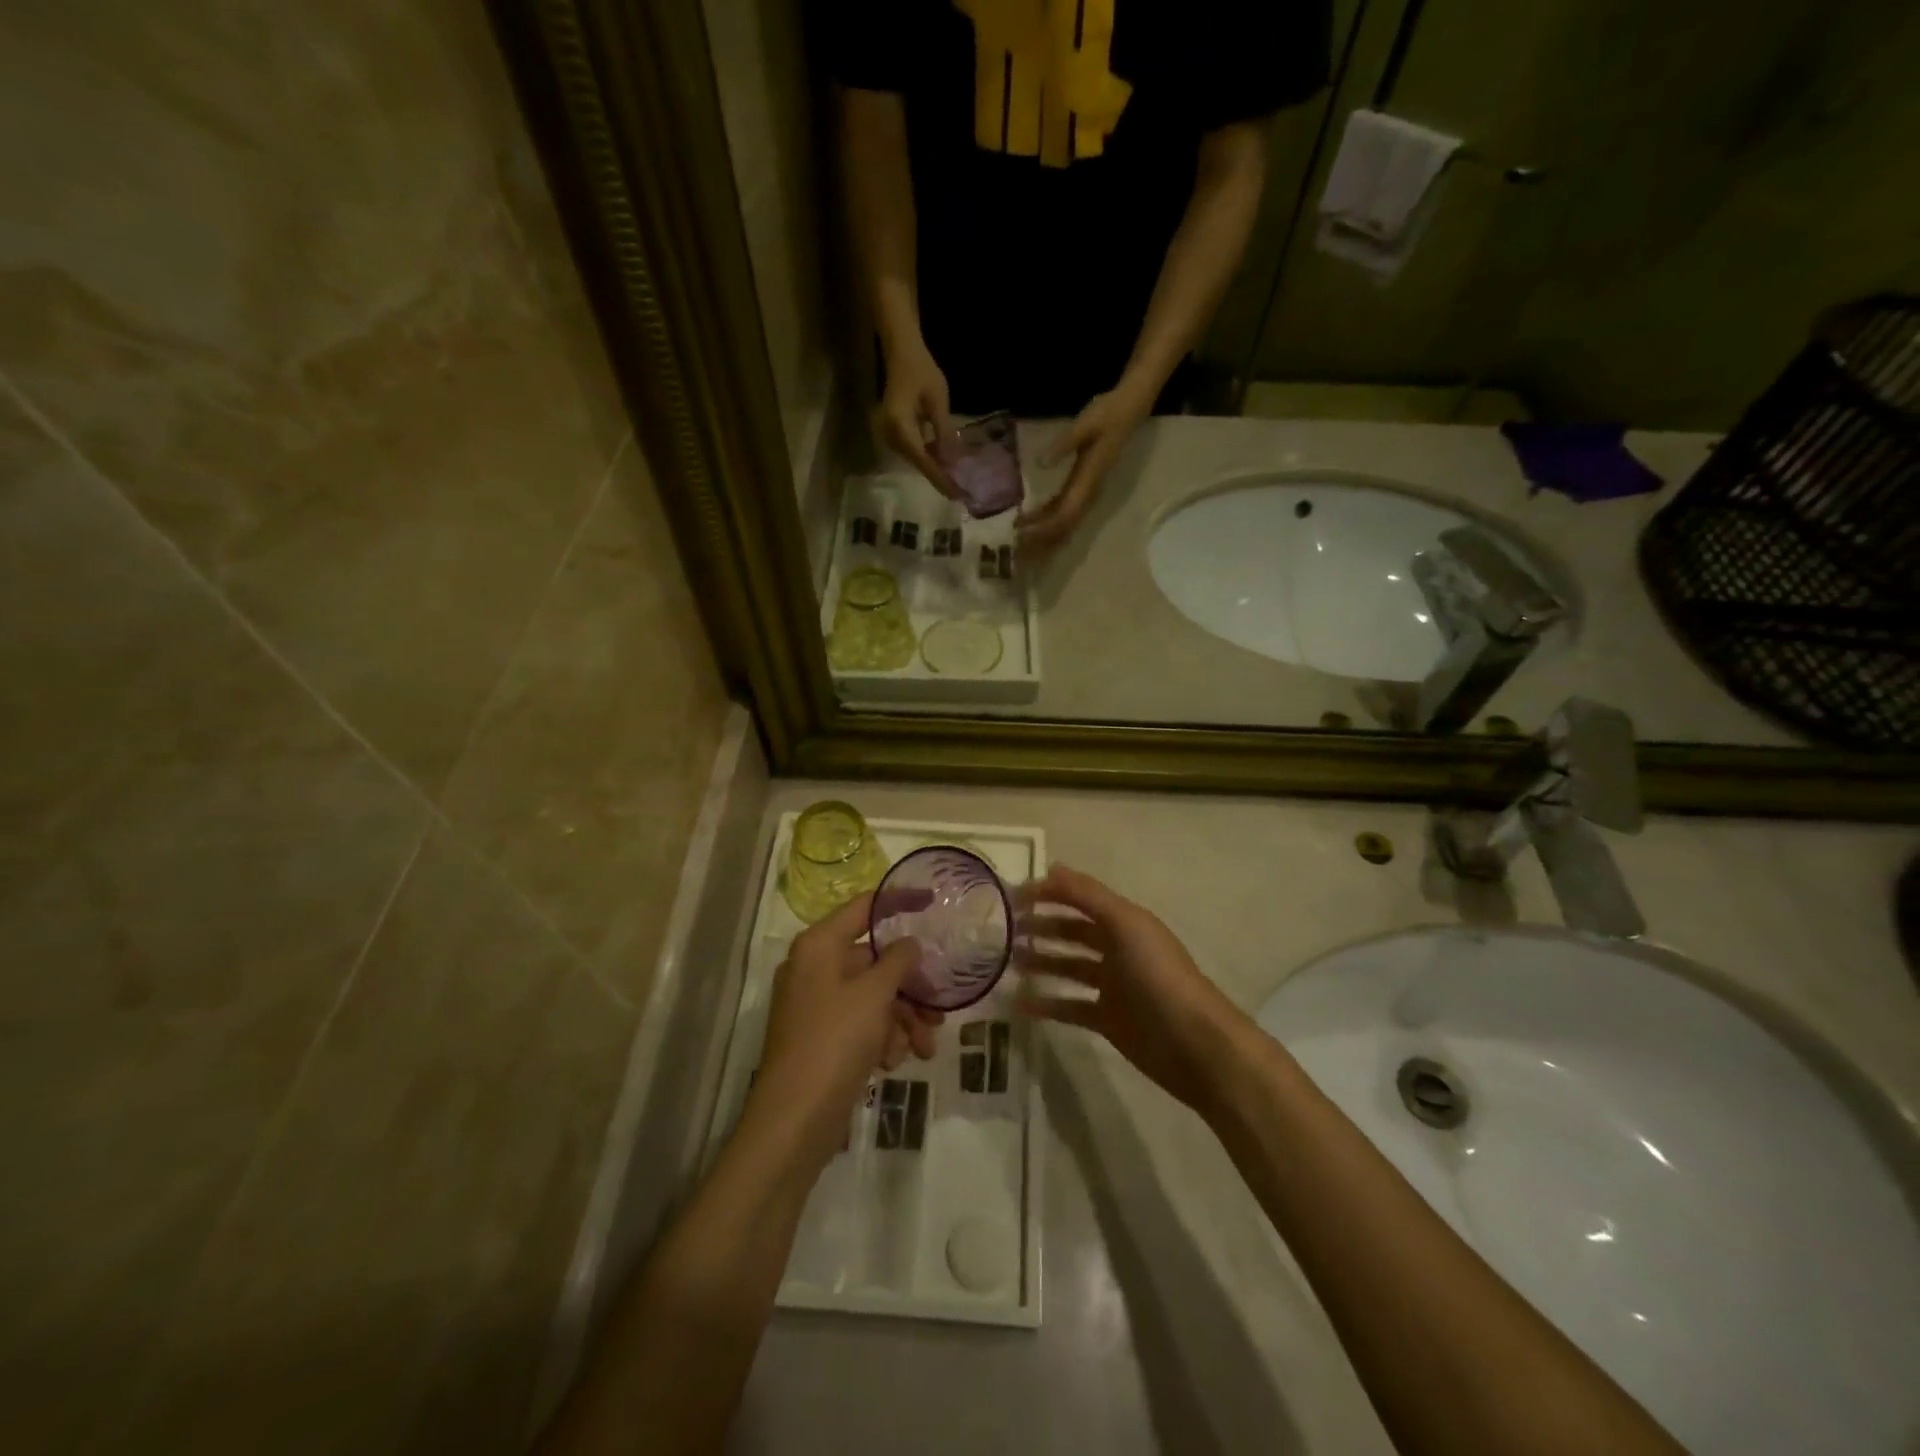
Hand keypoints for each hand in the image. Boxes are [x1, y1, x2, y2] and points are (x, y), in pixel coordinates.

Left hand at [754, 893, 942, 1166]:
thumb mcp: (874, 994)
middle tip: (939, 1007)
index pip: (864, 907)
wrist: (794, 1119)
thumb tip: (909, 943)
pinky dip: (883, 1038)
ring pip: (872, 997)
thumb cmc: (835, 1040)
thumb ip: (897, 960)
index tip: (933, 900)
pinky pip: (861, 1024)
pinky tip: (896, 1061)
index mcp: (819, 945)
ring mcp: (816, 1005)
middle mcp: (814, 968)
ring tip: (926, 1046)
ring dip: (903, 1019)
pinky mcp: (822, 1038)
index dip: (899, 901)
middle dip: (910, 986)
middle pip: (873, 961)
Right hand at [877, 336, 957, 497]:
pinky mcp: (893, 434)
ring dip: (935, 469)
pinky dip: (928, 458)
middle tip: (960, 493)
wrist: (900, 353)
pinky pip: (912, 451)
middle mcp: (890, 435)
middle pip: (917, 463)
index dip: (940, 477)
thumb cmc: (921, 371)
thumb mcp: (938, 401)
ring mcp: (889, 435)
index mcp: (900, 426)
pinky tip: (944, 463)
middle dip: (939, 477)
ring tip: (956, 482)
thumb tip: (953, 462)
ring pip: (915, 459)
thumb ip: (944, 433)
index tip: (957, 494)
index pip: (923, 459)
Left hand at [1017, 380, 1154, 556]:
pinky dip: (1046, 520)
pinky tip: (1028, 522)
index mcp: (1087, 482)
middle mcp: (1088, 493)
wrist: (1128, 408)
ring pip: (1064, 523)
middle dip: (1040, 541)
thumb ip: (1063, 444)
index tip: (1022, 534)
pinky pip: (1063, 510)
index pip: (1065, 516)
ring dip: (1042, 535)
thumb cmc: (1107, 414)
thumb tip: (1041, 463)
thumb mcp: (1084, 424)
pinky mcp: (1082, 486)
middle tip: (1015, 550)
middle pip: (1063, 527)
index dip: (1044, 529)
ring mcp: (1086, 491)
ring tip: (1018, 543)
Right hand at [1017, 865, 1246, 1112]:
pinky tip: (1019, 1004)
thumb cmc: (1158, 975)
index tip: (1011, 897)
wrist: (1194, 1045)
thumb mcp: (1125, 925)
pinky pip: (1069, 1006)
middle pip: (1073, 931)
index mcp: (1125, 921)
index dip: (1049, 893)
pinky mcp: (1107, 1020)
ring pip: (1068, 967)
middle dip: (1041, 926)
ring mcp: (1113, 986)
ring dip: (1040, 962)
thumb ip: (1088, 895)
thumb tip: (1051, 867)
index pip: (1081, 898)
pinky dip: (1046, 1003)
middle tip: (1002, 931)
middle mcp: (1118, 948)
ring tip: (1006, 963)